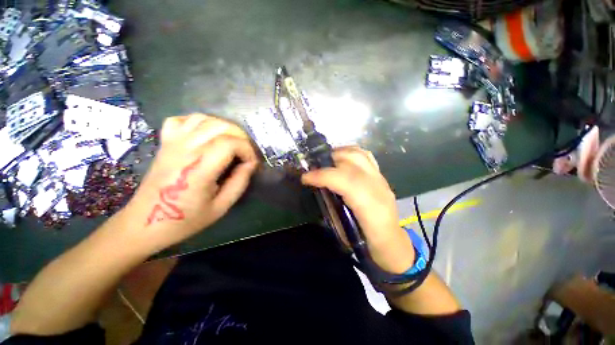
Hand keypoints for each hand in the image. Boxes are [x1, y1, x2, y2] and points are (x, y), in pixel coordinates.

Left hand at [123, 114, 257, 252]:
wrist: (146, 222)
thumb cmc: (185, 219)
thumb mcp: (221, 207)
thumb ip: (239, 182)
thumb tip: (251, 164)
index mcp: (199, 168)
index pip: (231, 143)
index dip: (248, 150)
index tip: (251, 164)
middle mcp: (185, 149)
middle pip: (221, 126)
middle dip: (241, 137)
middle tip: (246, 153)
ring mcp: (172, 143)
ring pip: (204, 119)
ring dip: (225, 128)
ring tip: (231, 143)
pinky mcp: (165, 142)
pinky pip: (183, 120)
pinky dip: (200, 122)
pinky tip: (207, 134)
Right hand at [301, 146, 414, 273]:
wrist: (393, 244)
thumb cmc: (367, 244)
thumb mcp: (345, 234)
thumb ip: (332, 209)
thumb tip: (318, 189)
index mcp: (371, 208)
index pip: (346, 181)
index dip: (323, 176)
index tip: (305, 177)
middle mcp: (379, 188)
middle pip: (352, 163)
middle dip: (328, 162)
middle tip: (313, 169)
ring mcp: (381, 179)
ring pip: (360, 155)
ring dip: (339, 154)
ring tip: (325, 161)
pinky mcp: (381, 176)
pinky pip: (365, 156)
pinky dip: (349, 153)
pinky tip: (340, 160)